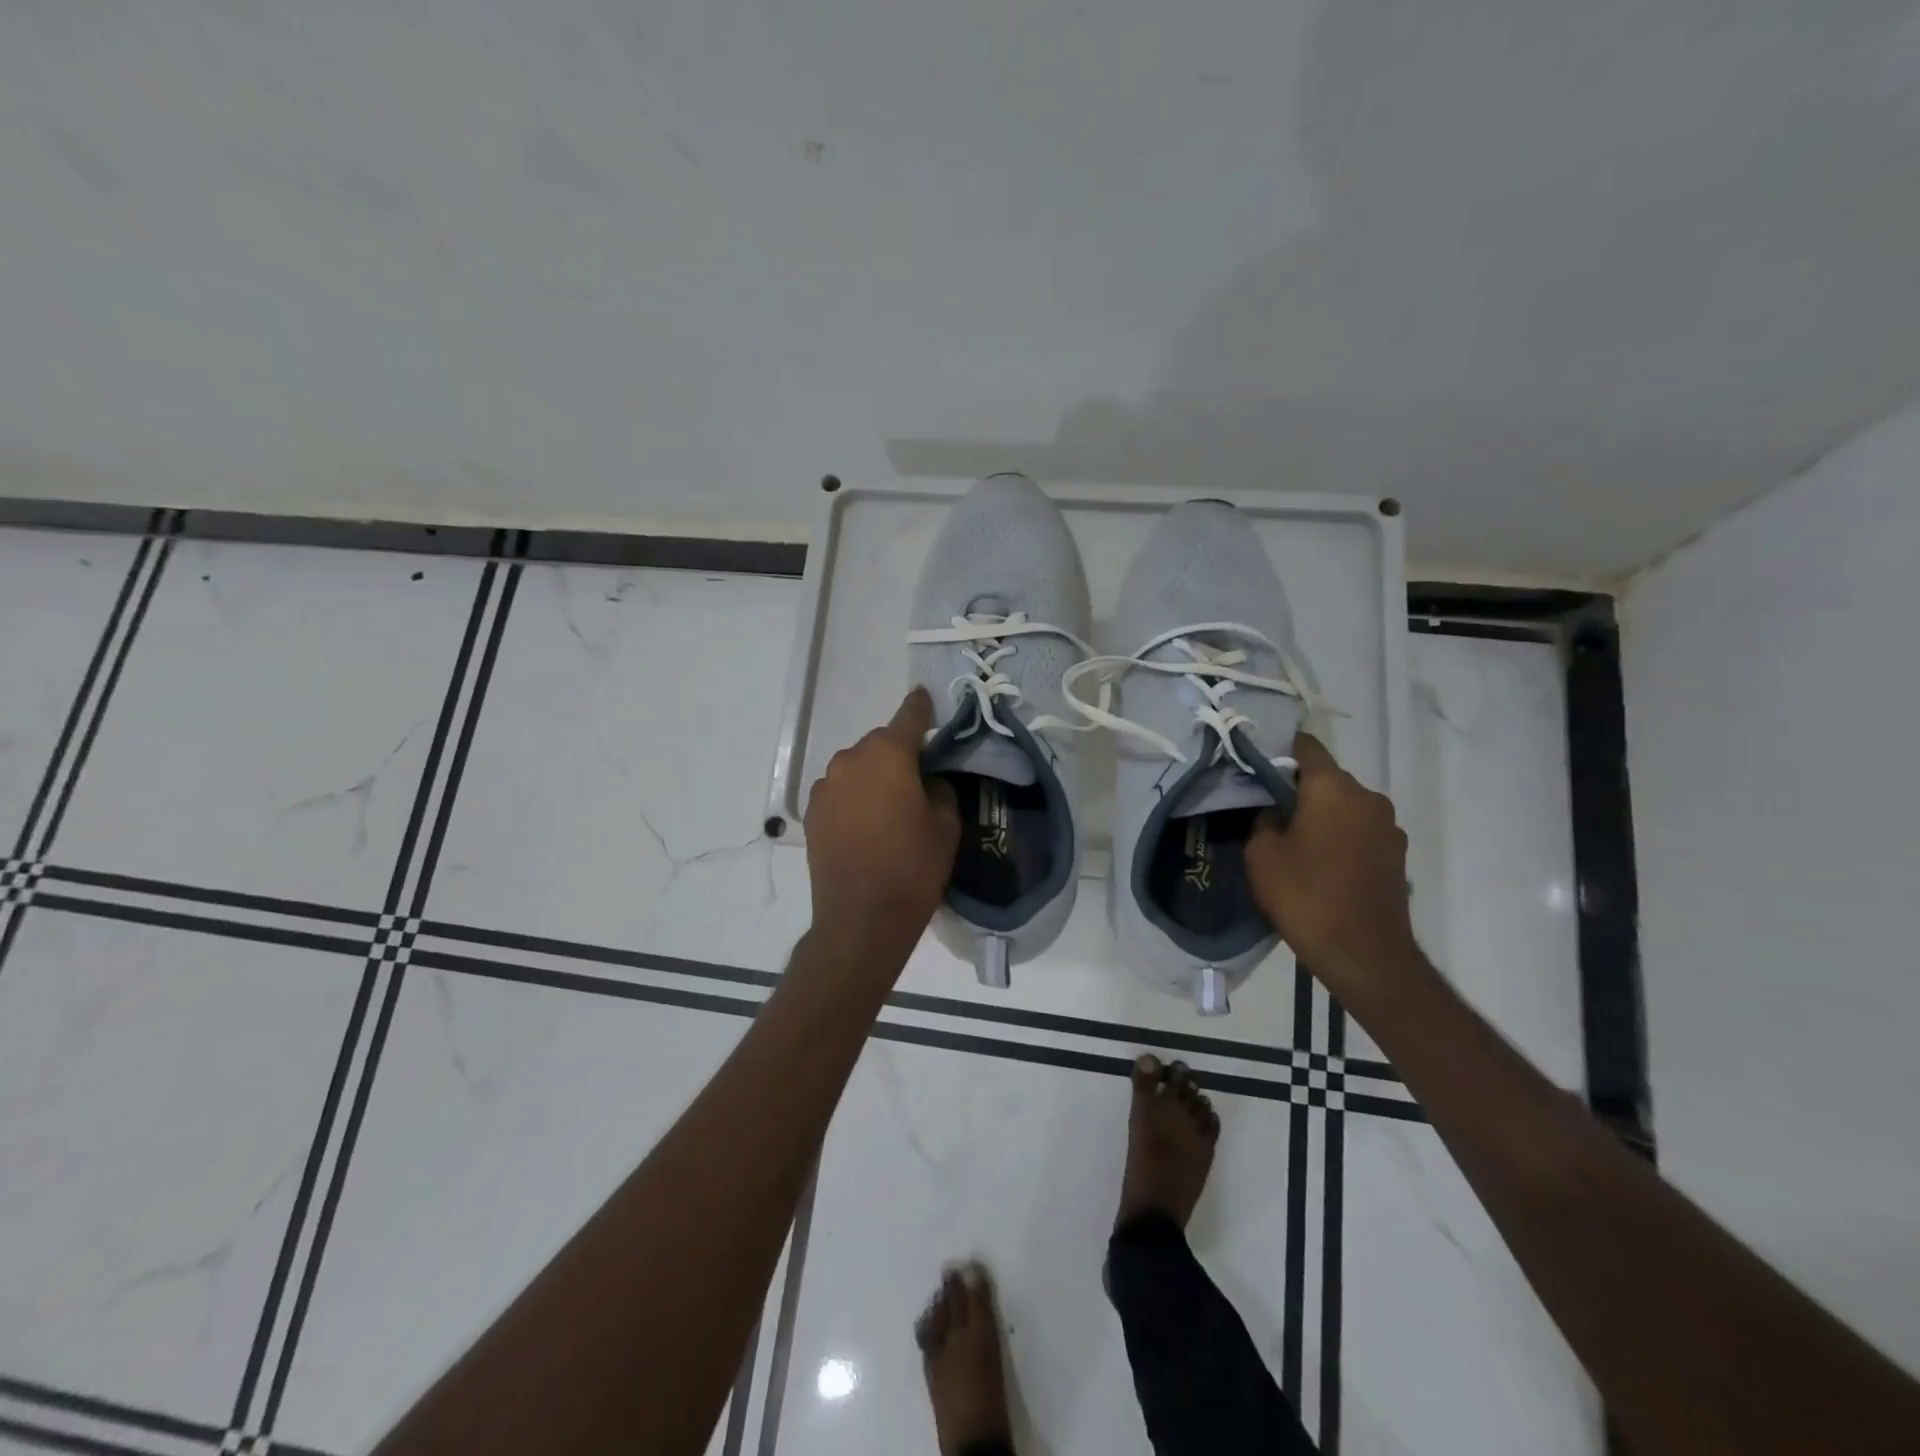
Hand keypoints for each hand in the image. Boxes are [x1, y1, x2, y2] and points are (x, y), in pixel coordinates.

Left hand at [804, 688, 960, 966]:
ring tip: (888, 808)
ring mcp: (825, 786)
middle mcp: (851, 760)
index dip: (921, 707)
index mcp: (888, 755)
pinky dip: (853, 797)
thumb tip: (924, 780)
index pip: (909, 716)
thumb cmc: (913, 868)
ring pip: (856, 768)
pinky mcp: (811, 812)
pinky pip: (839, 791)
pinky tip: (865, 824)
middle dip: (898, 753)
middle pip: (880, 744)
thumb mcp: (946, 825)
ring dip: (872, 776)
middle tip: (916, 778)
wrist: (861, 919)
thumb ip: (938, 788)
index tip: (926, 698)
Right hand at [1245, 731, 1420, 996]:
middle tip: (1271, 813)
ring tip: (1297, 844)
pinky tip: (1323, 866)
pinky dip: (1342, 839)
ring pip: (1346, 807)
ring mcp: (1389, 827)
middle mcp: (1368, 797)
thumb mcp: (1262, 854)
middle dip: (1300, 790)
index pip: (1306, 747)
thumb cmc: (1305, 896)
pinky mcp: (1397, 855)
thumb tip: (1277, 812)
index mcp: (1333, 788)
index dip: (1280, 750)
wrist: (1363, 955)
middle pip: (1327, 779)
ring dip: (1323, 816)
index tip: (1259, 765)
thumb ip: (1265, 820)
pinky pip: (1361, 832)